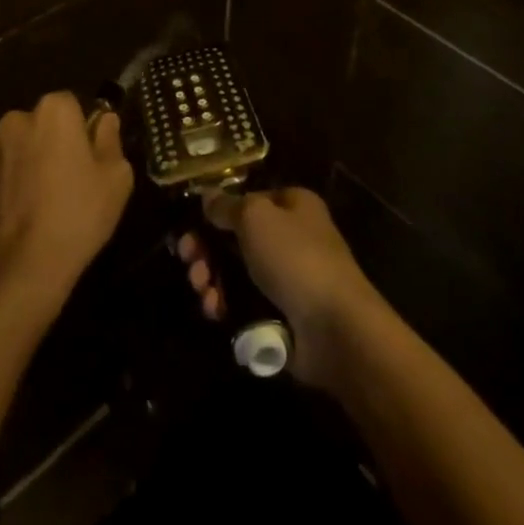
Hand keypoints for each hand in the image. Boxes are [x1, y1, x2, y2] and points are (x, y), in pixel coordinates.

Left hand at [0, 92, 132, 318]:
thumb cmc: (77, 215)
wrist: (21, 269)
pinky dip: (6, 188)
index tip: (89, 158)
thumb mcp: (116, 178)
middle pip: (39, 124)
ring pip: (16, 149)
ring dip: (26, 164)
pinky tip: (19, 218)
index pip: (71, 104)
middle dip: (51, 143)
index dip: (82, 129)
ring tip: (40, 204)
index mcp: (52, 111)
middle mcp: (15, 120)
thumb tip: (104, 121)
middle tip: (67, 181)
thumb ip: (110, 140)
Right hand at [177, 186, 382, 387]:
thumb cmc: (295, 258)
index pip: (246, 199)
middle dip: (206, 249)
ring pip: (235, 272)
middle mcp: (290, 237)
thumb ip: (226, 205)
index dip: (217, 211)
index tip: (190, 225)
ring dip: (211, 278)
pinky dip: (225, 305)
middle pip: (235, 237)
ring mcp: (286, 278)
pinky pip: (244, 304)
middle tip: (188, 260)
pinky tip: (215, 311)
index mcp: (292, 205)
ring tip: (201, 290)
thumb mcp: (254, 217)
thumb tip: (207, 195)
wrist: (335, 329)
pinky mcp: (281, 314)